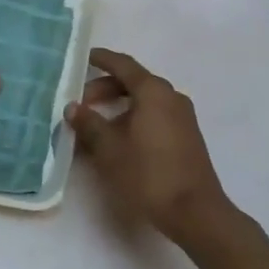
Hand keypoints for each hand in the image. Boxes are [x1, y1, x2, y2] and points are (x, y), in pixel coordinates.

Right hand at [65, 49, 230, 243]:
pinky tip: (118, 140)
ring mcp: (182, 117)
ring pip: (145, 101)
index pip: (123, 65)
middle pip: (134, 82)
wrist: (195, 211)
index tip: (84, 57)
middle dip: (105, 88)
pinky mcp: (186, 136)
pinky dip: (133, 118)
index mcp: (154, 92)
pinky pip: (155, 116)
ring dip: (119, 106)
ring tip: (95, 126)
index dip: (102, 59)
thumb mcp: (110, 149)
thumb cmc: (148, 174)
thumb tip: (73, 107)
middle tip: (81, 103)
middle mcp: (171, 97)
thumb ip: (89, 124)